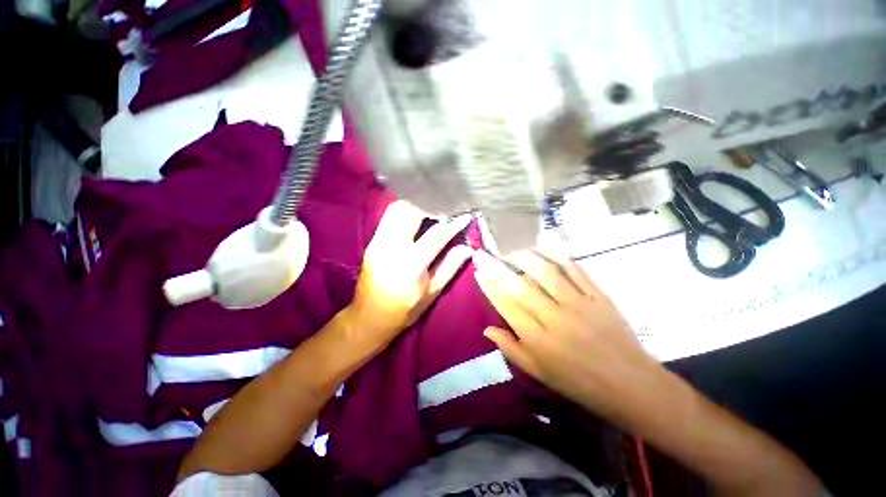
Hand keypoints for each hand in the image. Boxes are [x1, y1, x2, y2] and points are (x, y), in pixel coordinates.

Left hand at [348, 200, 472, 348]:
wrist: (369, 317)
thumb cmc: (405, 309)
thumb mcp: (433, 292)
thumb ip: (451, 266)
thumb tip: (469, 247)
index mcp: (412, 264)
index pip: (437, 234)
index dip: (454, 223)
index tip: (465, 216)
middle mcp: (393, 247)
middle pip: (411, 211)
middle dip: (431, 206)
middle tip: (445, 211)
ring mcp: (379, 242)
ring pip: (396, 209)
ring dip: (416, 205)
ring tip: (431, 212)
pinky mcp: (372, 241)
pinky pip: (389, 217)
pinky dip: (404, 212)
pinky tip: (414, 218)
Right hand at [473, 249, 659, 414]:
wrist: (630, 384)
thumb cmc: (579, 383)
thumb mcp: (539, 373)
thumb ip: (511, 349)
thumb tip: (487, 329)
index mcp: (539, 340)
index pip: (507, 305)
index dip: (490, 286)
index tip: (479, 272)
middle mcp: (555, 318)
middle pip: (521, 285)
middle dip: (499, 267)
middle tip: (486, 255)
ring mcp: (579, 304)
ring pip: (546, 271)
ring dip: (524, 257)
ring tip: (511, 252)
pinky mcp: (598, 295)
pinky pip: (574, 269)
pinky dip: (556, 254)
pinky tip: (543, 246)